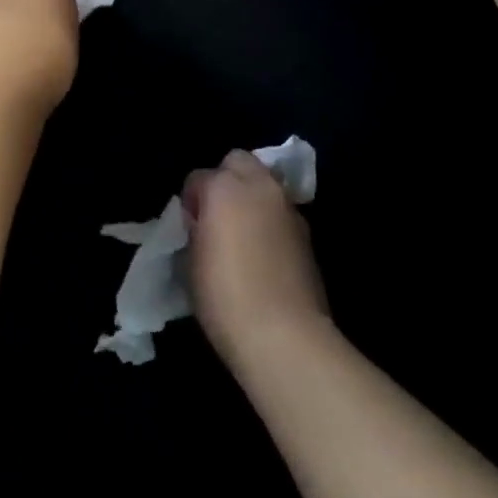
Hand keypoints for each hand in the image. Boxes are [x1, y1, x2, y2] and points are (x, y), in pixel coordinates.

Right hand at [184, 151, 329, 363]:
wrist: (284, 336)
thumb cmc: (225, 296)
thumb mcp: (191, 260)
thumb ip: (196, 229)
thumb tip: (204, 224)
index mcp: (224, 187)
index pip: (198, 177)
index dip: (191, 201)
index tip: (190, 228)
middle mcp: (259, 186)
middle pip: (238, 162)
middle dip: (225, 180)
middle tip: (216, 216)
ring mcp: (288, 207)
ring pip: (264, 183)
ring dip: (250, 198)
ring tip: (241, 234)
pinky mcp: (307, 233)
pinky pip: (281, 211)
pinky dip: (270, 220)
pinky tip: (263, 251)